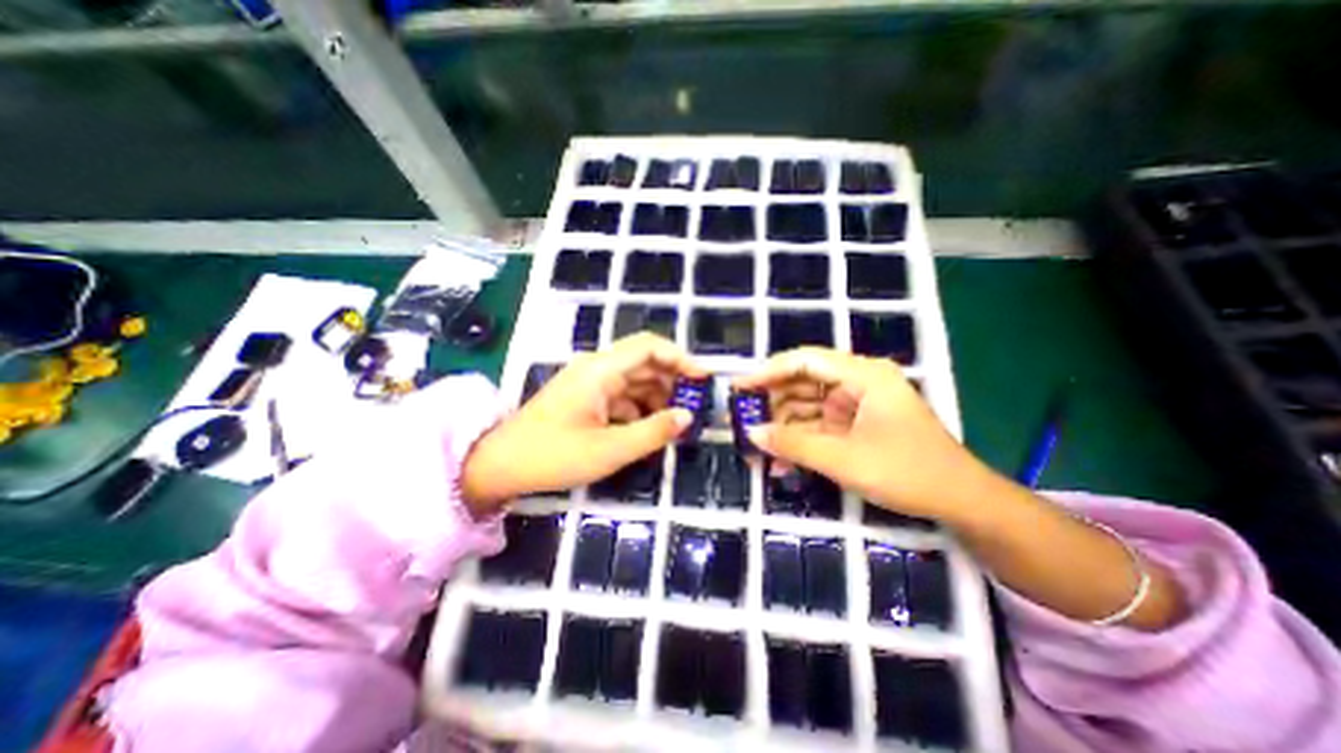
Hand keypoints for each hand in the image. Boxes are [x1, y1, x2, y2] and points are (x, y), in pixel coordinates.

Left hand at [461, 331, 706, 514]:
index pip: (649, 347)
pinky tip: (649, 430)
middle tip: (696, 406)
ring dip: (658, 398)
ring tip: (677, 422)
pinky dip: (640, 410)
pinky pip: (622, 397)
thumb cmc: (553, 455)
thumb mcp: (610, 449)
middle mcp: (597, 369)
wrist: (500, 465)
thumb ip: (653, 432)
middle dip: (673, 381)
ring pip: (635, 381)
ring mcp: (591, 384)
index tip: (703, 379)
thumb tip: (688, 417)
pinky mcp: (587, 399)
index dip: (680, 358)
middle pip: (645, 363)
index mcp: (601, 370)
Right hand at [731, 348, 993, 521]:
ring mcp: (857, 404)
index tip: (740, 387)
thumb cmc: (907, 472)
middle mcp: (858, 382)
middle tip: (743, 422)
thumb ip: (794, 445)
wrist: (963, 503)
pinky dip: (801, 442)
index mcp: (863, 375)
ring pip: (808, 407)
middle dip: (772, 404)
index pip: (805, 361)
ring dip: (784, 428)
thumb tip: (751, 433)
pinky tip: (783, 463)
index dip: (768, 371)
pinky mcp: (856, 425)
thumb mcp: (844, 460)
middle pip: (803, 383)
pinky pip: (819, 426)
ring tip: (758, 450)